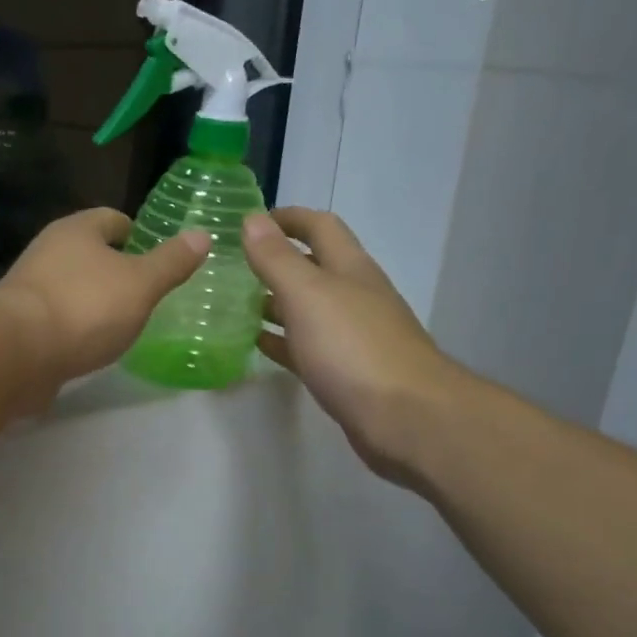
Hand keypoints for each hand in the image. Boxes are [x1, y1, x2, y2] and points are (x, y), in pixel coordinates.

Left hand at [0, 208, 208, 402]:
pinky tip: (90, 345)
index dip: (136, 233)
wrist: (17, 352)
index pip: (112, 219)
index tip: (155, 256)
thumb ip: (171, 262)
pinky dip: (74, 326)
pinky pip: (56, 317)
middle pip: (88, 252)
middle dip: (114, 268)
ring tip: (122, 321)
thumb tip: (202, 235)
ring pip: (71, 285)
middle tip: (144, 292)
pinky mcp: (19, 323)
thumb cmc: (85, 307)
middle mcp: (48, 251)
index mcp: (76, 230)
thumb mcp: (141, 284)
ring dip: (93, 299)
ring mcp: (29, 287)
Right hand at [243, 208, 458, 483]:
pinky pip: (305, 347)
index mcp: (349, 268)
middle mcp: (353, 295)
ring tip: (231, 305)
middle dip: (274, 262)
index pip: (319, 226)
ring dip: (273, 302)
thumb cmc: (353, 347)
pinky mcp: (345, 372)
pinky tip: (254, 345)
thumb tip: (252, 220)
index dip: (286, 218)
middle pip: (312, 267)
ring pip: (306, 309)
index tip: (248, 222)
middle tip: (230, 267)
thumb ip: (277, 259)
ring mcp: (351, 336)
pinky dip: (280, 340)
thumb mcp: (308, 294)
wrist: (406, 418)